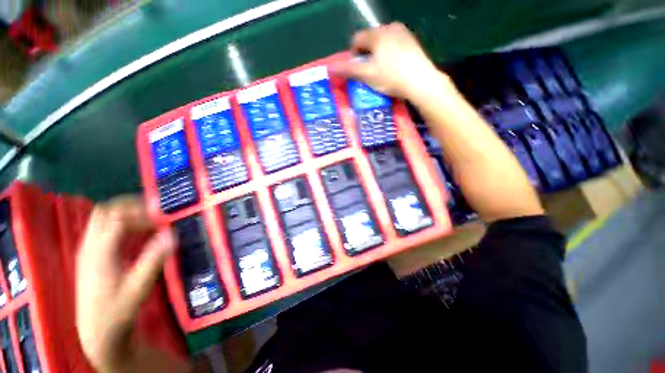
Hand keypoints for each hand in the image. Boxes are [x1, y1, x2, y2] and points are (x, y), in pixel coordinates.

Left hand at [76, 197, 176, 372]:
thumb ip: (154, 259)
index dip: (142, 213)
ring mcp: (88, 250)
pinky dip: (120, 224)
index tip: (163, 218)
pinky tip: (136, 234)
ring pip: (102, 218)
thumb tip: (172, 235)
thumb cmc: (117, 310)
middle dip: (131, 206)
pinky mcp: (91, 256)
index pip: (117, 218)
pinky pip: (103, 229)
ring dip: (125, 213)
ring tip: (148, 220)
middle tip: (155, 212)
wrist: (97, 332)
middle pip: (105, 211)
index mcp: (100, 252)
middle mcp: (90, 246)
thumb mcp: (139, 287)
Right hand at [332, 23, 453, 100]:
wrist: (421, 81)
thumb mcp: (367, 75)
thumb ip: (348, 70)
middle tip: (370, 72)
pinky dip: (389, 55)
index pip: (357, 40)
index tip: (358, 70)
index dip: (353, 56)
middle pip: (370, 40)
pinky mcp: (412, 41)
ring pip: (382, 43)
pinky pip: (394, 45)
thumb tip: (329, 69)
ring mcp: (403, 33)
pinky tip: (394, 68)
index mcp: (377, 33)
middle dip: (366, 55)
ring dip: (377, 55)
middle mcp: (390, 27)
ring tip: (382, 71)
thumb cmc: (391, 77)